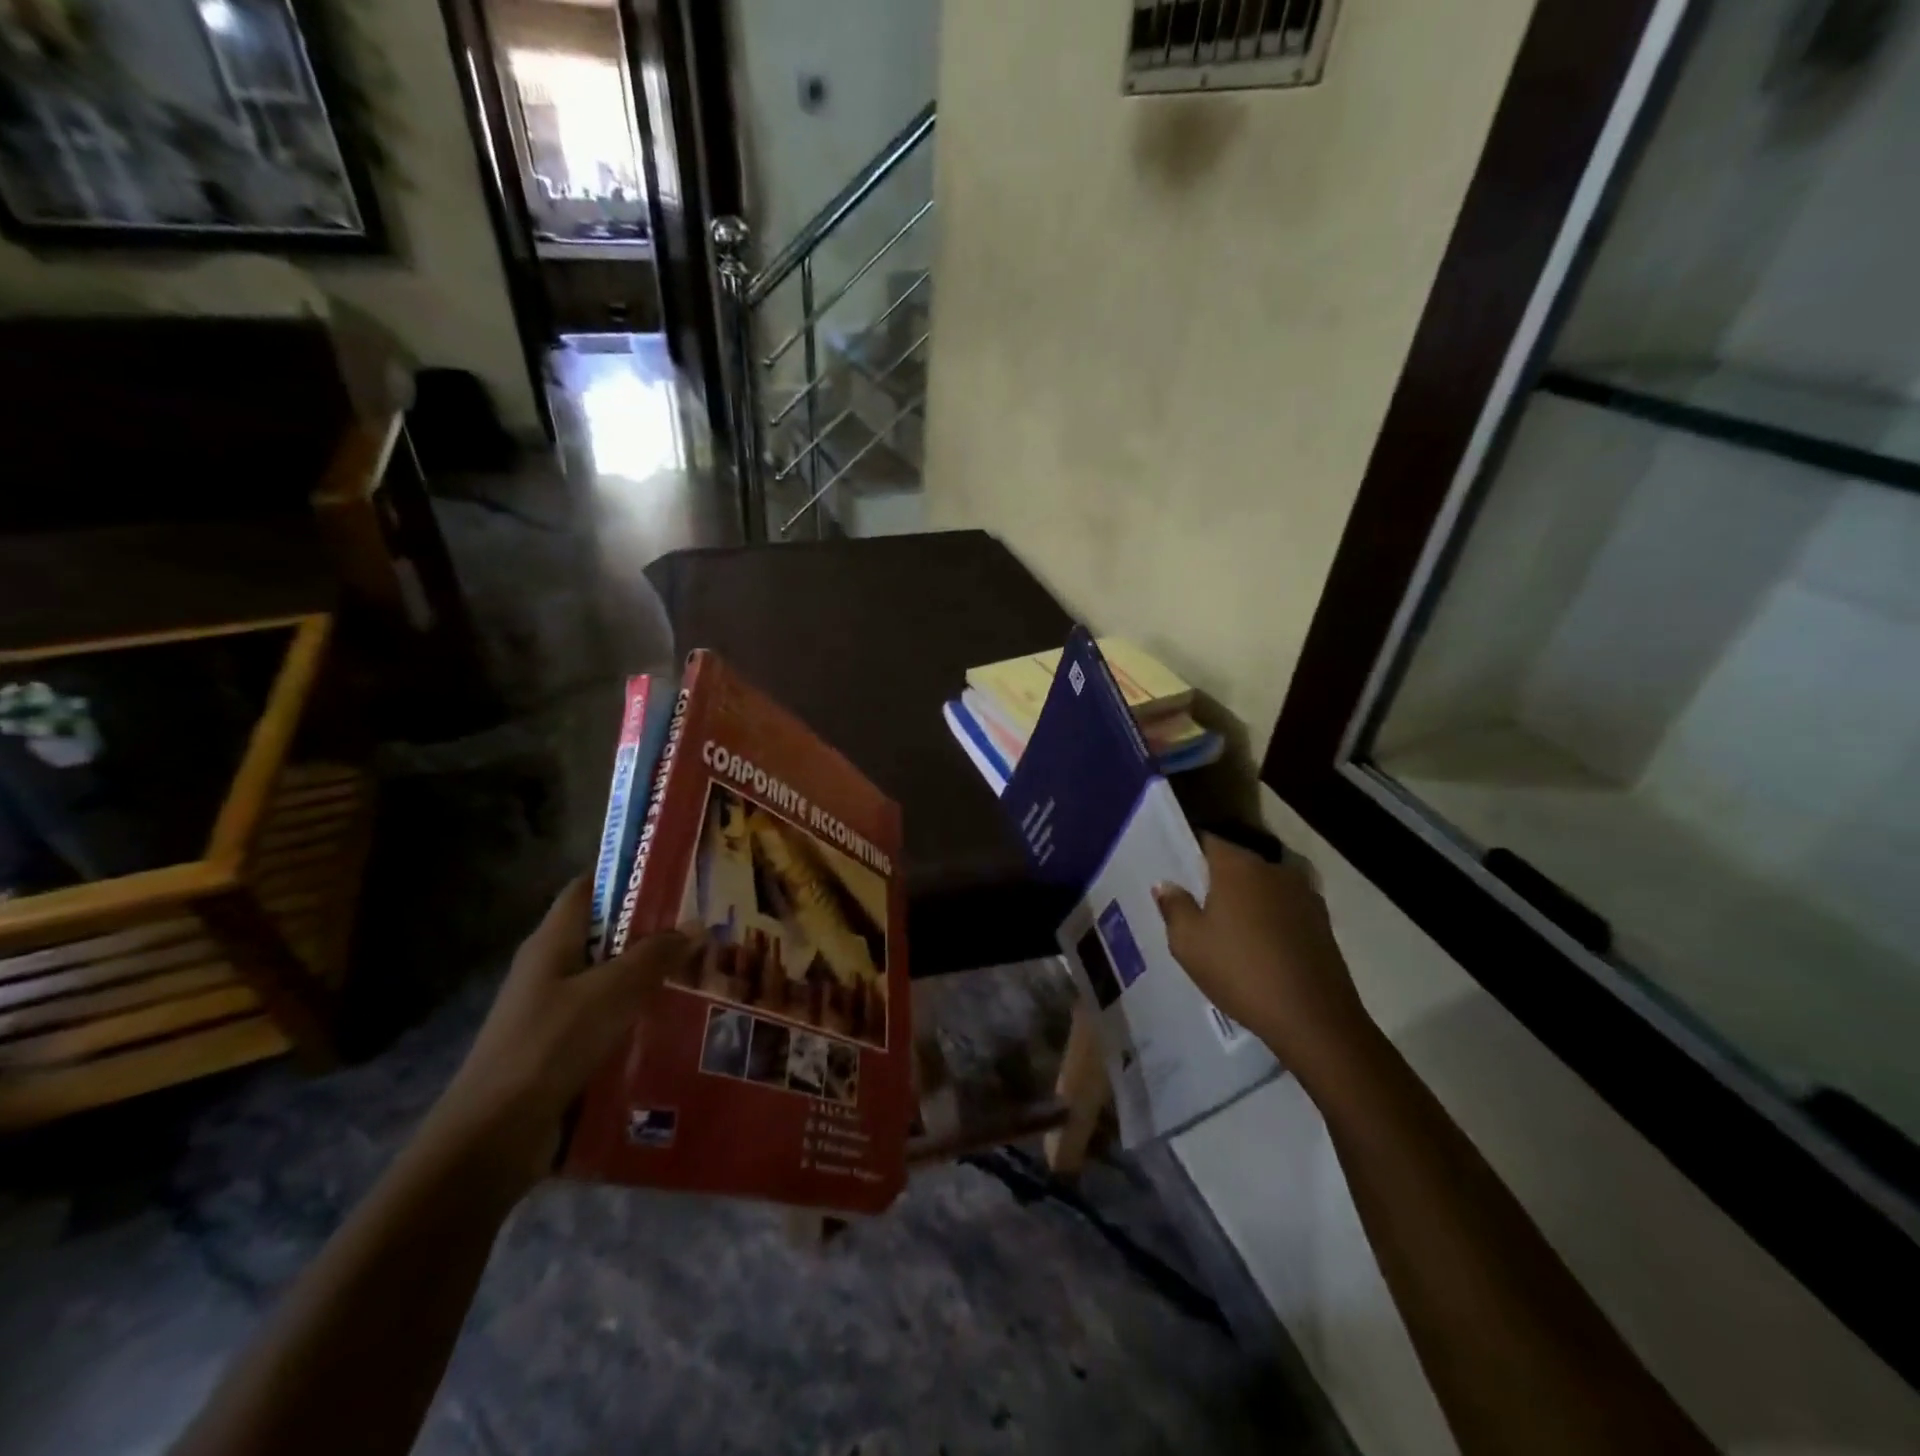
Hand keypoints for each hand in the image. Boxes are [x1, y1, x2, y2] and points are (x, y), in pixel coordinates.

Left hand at [426, 878, 703, 1192]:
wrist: (493, 1139)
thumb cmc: (550, 1046)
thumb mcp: (612, 992)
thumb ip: (655, 955)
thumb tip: (695, 926)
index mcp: (552, 943)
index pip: (588, 889)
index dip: (627, 876)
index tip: (677, 876)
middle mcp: (549, 971)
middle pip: (605, 935)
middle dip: (652, 931)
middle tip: (705, 928)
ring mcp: (553, 1013)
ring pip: (610, 981)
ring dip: (650, 978)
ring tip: (703, 973)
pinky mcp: (561, 1051)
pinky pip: (608, 1021)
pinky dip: (638, 1017)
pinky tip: (676, 1024)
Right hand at [1154, 835, 1374, 1085]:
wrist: (1314, 1018)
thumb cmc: (1241, 972)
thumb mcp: (1189, 944)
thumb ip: (1174, 907)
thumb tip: (1166, 884)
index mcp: (1237, 866)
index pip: (1207, 841)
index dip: (1189, 853)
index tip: (1175, 871)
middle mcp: (1272, 869)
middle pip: (1237, 863)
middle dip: (1217, 878)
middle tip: (1197, 905)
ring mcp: (1303, 893)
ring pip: (1262, 886)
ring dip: (1246, 900)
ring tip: (1229, 929)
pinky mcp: (1322, 920)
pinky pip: (1284, 908)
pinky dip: (1270, 918)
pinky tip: (1260, 946)